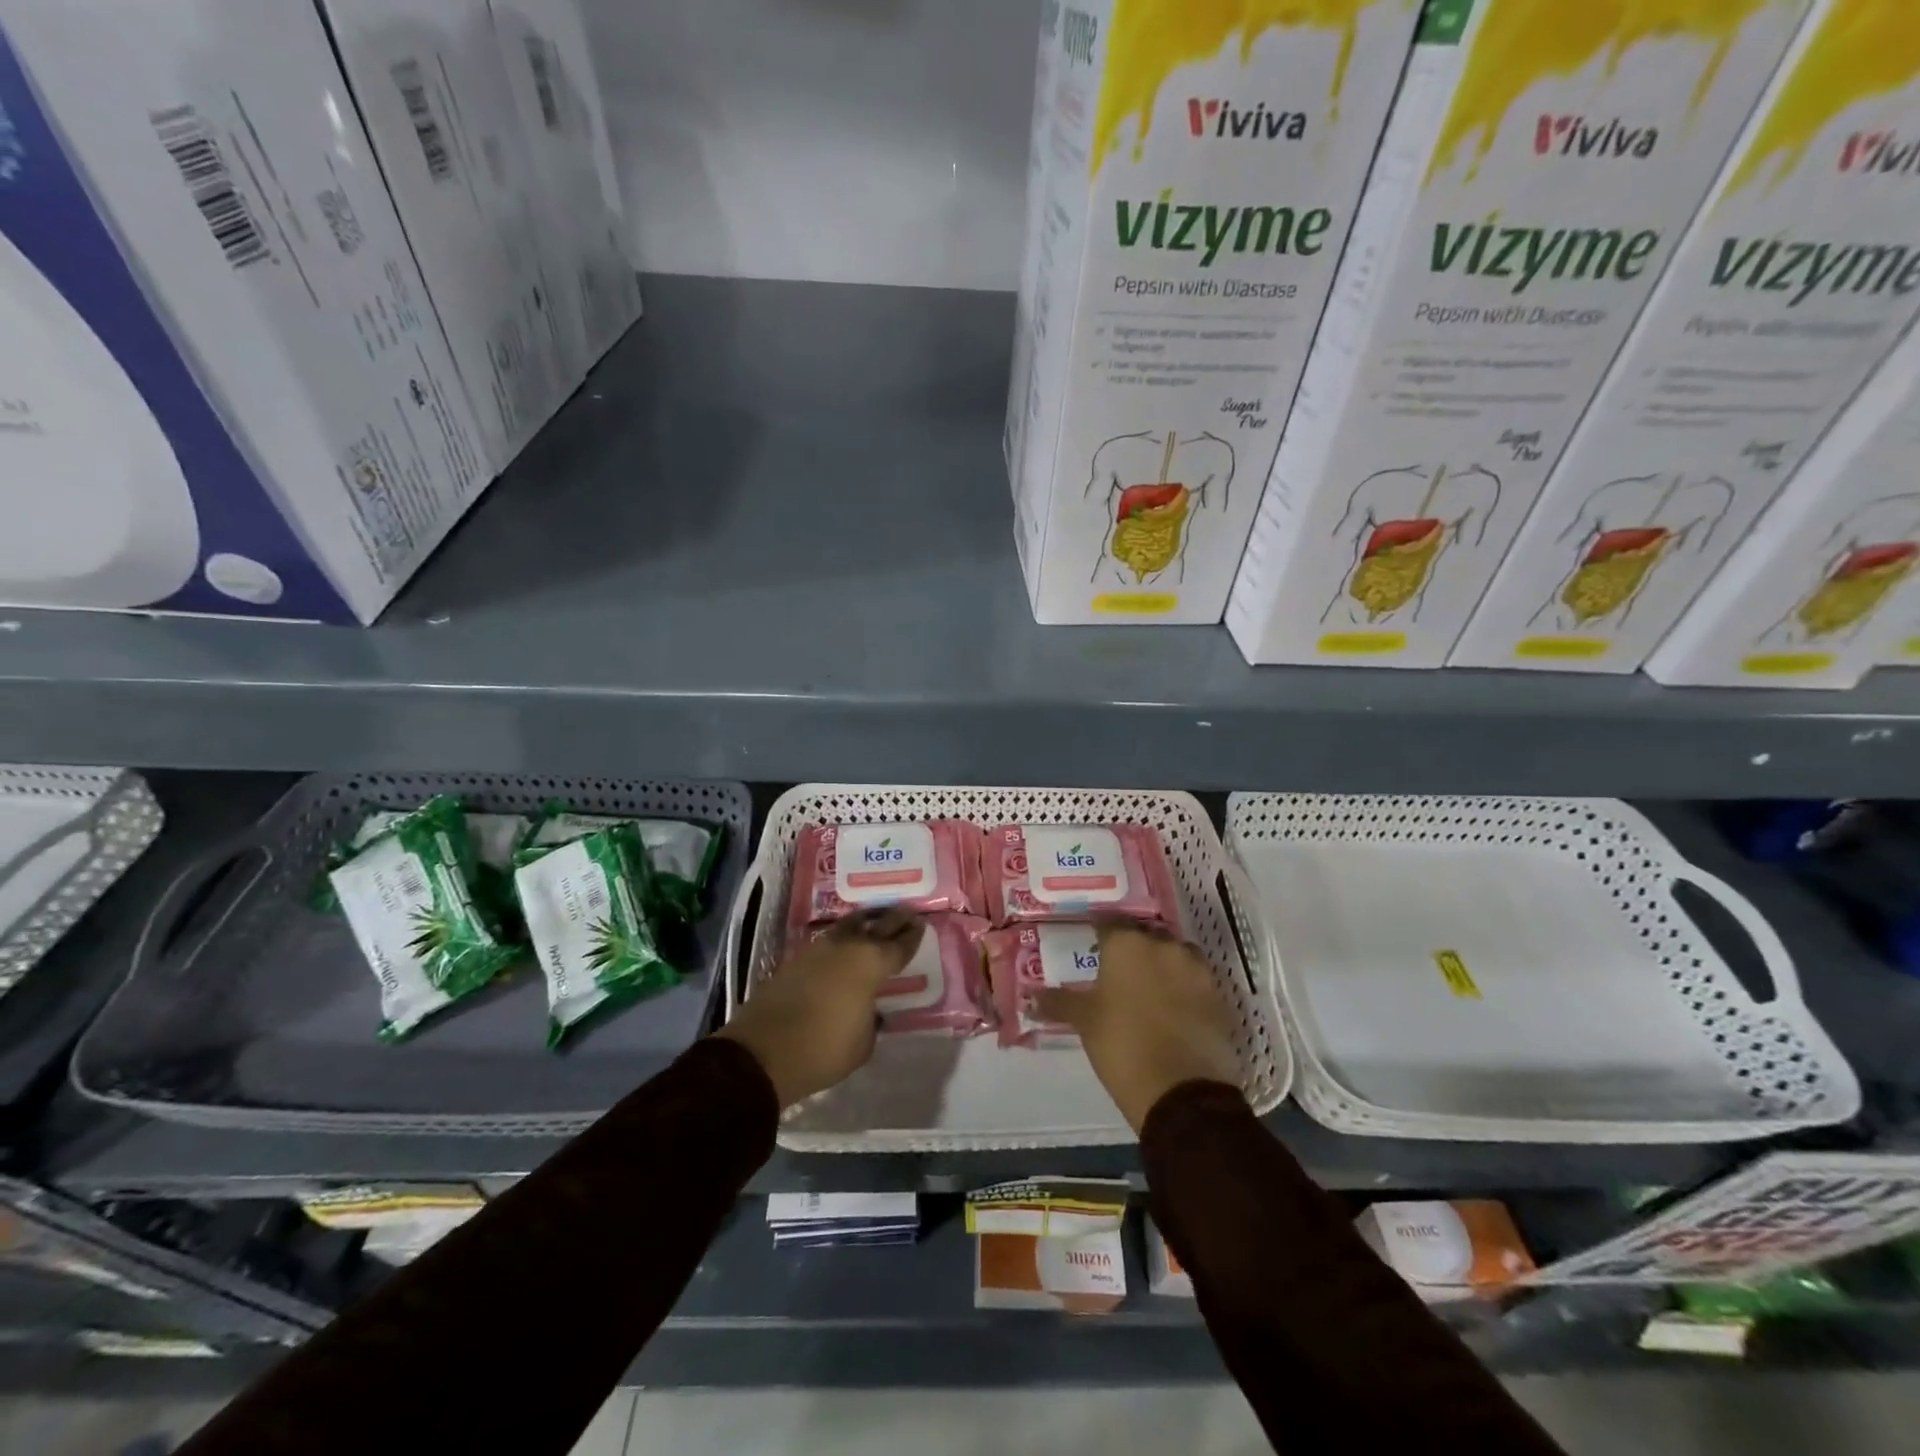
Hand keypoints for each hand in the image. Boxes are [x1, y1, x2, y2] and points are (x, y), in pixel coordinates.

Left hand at [716, 908, 923, 1107]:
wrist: (763, 1052)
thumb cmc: (824, 1049)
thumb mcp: (863, 1042)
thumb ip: (871, 1019)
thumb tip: (868, 1010)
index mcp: (871, 964)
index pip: (899, 945)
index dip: (912, 935)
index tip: (920, 924)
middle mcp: (846, 948)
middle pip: (876, 925)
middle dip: (893, 919)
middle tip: (905, 913)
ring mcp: (817, 950)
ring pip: (847, 927)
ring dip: (863, 924)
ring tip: (872, 923)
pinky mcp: (794, 961)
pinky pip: (826, 943)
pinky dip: (839, 942)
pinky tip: (842, 949)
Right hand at [1036, 918, 1240, 1132]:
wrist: (1182, 1091)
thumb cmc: (1122, 1045)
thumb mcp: (1084, 1022)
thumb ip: (1058, 1003)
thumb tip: (1030, 998)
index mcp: (1127, 943)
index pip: (1109, 922)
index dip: (1100, 931)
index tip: (1091, 941)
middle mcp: (1163, 945)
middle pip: (1145, 934)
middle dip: (1133, 946)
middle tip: (1118, 968)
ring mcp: (1196, 969)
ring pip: (1174, 954)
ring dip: (1162, 963)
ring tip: (1148, 987)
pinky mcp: (1218, 995)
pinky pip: (1195, 979)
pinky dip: (1184, 986)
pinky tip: (1173, 1007)